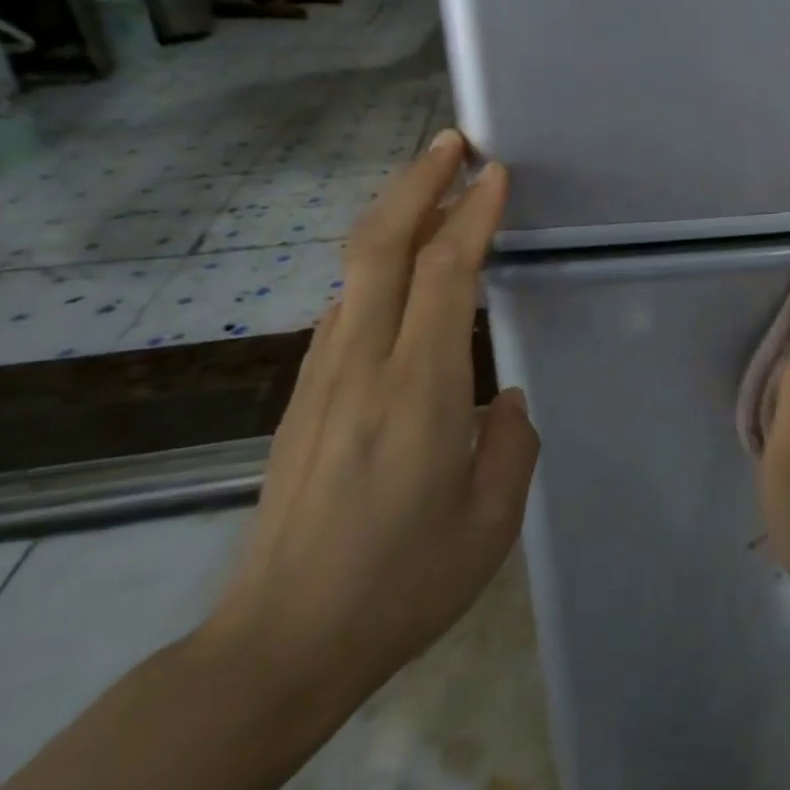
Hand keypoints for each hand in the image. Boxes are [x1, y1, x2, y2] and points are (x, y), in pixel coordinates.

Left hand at [198, 132, 539, 725]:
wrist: (277, 646)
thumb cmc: (400, 585)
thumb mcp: (491, 523)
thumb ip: (512, 444)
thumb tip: (502, 397)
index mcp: (418, 393)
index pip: (443, 275)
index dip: (471, 215)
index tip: (495, 173)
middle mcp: (363, 368)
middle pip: (380, 248)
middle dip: (417, 184)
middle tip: (453, 144)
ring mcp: (324, 380)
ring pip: (355, 272)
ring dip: (394, 217)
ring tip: (432, 189)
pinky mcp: (304, 400)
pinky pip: (344, 310)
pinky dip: (374, 267)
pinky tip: (396, 273)